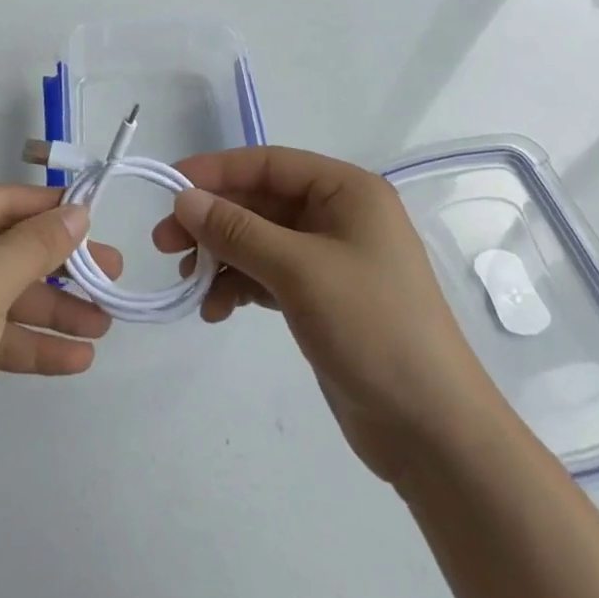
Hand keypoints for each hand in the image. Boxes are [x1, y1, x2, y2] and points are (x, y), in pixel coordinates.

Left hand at [0, 184, 121, 527]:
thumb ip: (36, 244)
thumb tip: (78, 211)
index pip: (1, 202)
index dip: (52, 210)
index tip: (102, 218)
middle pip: (6, 248)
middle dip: (59, 265)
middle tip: (113, 276)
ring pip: (4, 293)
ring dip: (53, 308)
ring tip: (104, 323)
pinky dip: (31, 342)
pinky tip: (76, 359)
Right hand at [153, 147, 496, 488]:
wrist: (433, 432)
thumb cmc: (372, 328)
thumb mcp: (299, 271)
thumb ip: (238, 230)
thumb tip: (184, 198)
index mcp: (346, 191)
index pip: (268, 164)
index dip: (217, 171)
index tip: (170, 186)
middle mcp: (338, 215)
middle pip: (260, 203)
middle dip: (212, 221)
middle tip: (164, 243)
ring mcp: (330, 259)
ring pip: (259, 240)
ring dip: (221, 256)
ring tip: (188, 282)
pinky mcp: (321, 298)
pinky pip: (268, 275)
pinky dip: (239, 286)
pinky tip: (215, 309)